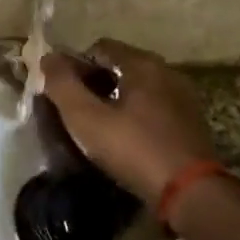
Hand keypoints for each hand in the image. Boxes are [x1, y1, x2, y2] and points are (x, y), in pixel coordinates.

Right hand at [42, 40, 217, 204]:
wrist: (189, 191)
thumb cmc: (133, 149)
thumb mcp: (87, 118)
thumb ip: (63, 85)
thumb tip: (47, 57)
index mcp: (143, 64)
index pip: (101, 47)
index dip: (76, 66)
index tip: (63, 92)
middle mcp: (168, 72)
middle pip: (122, 66)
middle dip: (96, 83)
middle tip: (77, 111)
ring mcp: (184, 97)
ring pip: (140, 88)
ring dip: (117, 100)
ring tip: (100, 128)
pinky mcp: (191, 122)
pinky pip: (155, 107)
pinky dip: (137, 115)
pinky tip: (127, 139)